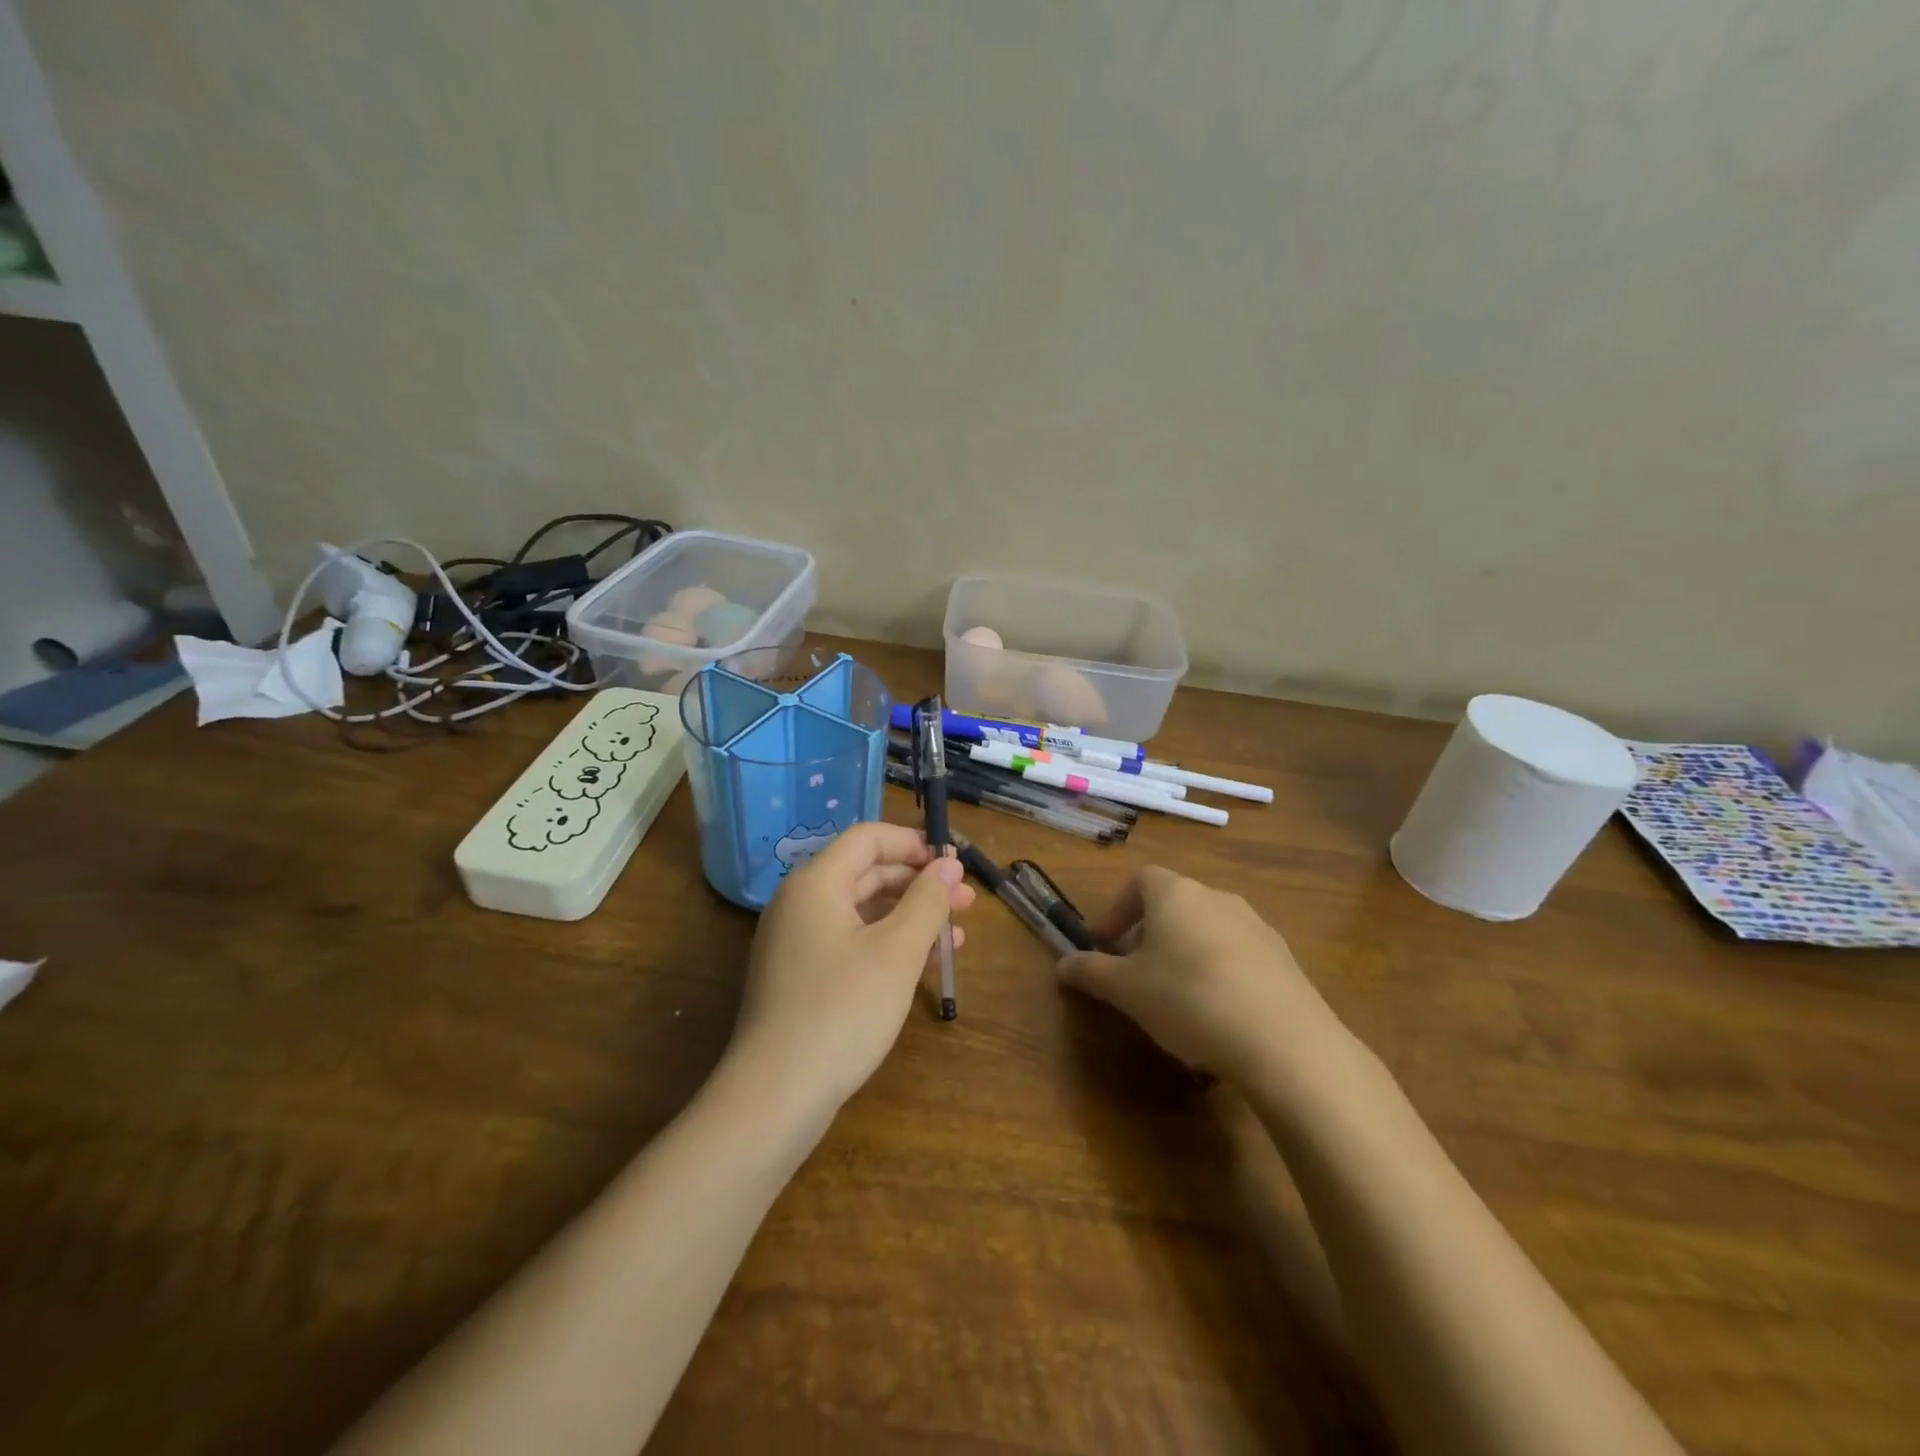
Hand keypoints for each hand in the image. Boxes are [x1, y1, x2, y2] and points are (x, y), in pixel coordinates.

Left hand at [729, 822, 973, 1121]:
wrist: (776, 1096)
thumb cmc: (843, 1011)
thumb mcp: (897, 952)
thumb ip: (927, 901)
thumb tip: (948, 866)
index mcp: (816, 883)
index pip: (868, 838)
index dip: (913, 843)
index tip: (953, 863)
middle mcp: (800, 903)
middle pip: (866, 873)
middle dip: (918, 883)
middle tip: (966, 900)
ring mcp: (796, 942)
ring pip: (862, 911)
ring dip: (909, 916)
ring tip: (956, 934)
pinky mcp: (801, 978)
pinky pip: (850, 942)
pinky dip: (887, 944)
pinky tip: (923, 962)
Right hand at [1055, 866, 1338, 1083]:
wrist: (1283, 1040)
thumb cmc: (1187, 999)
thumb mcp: (1126, 990)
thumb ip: (1091, 972)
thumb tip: (1062, 964)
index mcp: (1175, 894)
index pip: (1139, 880)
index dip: (1117, 908)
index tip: (1104, 942)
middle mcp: (1216, 897)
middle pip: (1174, 904)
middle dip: (1149, 933)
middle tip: (1135, 971)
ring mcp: (1255, 925)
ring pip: (1206, 928)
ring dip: (1184, 951)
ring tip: (1175, 995)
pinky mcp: (1284, 958)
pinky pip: (1238, 954)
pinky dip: (1218, 970)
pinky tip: (1217, 1013)